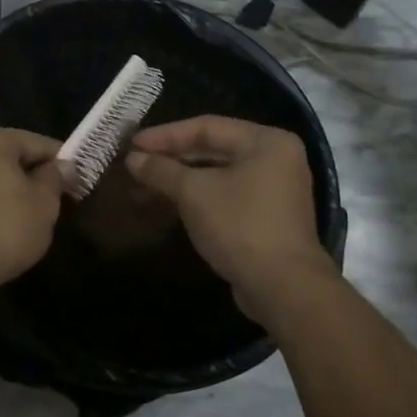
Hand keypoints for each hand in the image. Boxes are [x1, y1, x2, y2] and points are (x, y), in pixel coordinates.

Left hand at [0, 126, 64, 292]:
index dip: (62, 162)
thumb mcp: (43, 204)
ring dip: (10, 189)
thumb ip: (55, 179)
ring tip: (30, 215)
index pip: (38, 143)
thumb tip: (64, 165)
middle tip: (56, 200)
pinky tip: (2, 224)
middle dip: (33, 175)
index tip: (78, 181)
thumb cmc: (3, 228)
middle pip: (10, 156)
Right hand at [125, 116, 332, 328]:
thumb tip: (132, 159)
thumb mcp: (193, 193)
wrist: (284, 289)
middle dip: (170, 159)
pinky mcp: (266, 217)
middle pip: (211, 149)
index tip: (132, 144)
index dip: (165, 135)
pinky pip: (224, 195)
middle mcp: (274, 158)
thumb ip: (161, 170)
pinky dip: (195, 198)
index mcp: (265, 141)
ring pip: (215, 175)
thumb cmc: (240, 226)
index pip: (206, 127)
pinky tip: (165, 205)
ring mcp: (273, 189)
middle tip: (135, 165)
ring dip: (178, 181)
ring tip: (141, 188)